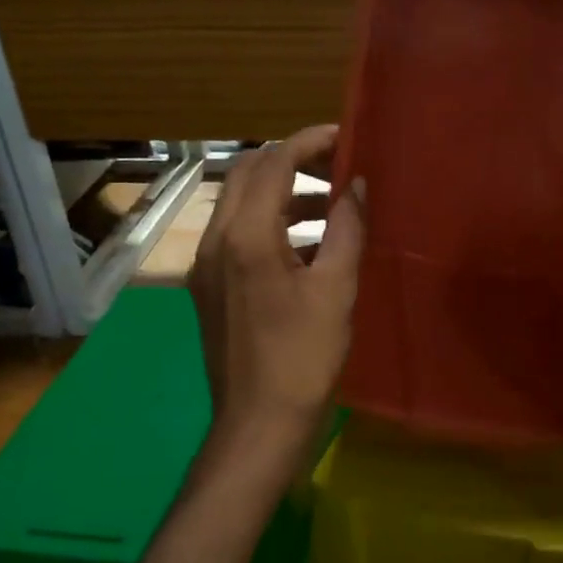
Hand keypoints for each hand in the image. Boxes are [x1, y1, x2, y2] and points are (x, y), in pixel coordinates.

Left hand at [188, 125, 365, 452]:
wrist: (258, 425)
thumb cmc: (303, 358)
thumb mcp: (336, 290)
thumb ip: (346, 229)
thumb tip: (357, 187)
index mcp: (245, 235)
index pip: (273, 163)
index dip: (309, 142)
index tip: (345, 137)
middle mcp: (214, 240)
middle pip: (249, 174)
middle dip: (292, 161)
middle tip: (337, 165)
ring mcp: (206, 265)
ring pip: (240, 205)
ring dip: (282, 193)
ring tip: (330, 204)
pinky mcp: (209, 287)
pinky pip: (237, 236)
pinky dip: (270, 224)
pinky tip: (308, 246)